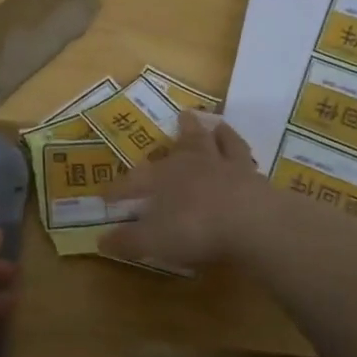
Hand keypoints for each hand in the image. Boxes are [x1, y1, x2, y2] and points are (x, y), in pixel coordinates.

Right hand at [101, 112, 266, 269]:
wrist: (252, 223)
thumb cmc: (194, 229)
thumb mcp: (153, 241)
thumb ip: (128, 240)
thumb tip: (101, 241)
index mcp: (163, 178)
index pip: (134, 181)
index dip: (118, 189)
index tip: (106, 195)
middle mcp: (194, 165)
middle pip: (185, 143)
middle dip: (181, 131)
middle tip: (183, 115)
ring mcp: (228, 168)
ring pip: (220, 143)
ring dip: (217, 134)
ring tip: (217, 125)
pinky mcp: (255, 179)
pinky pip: (248, 160)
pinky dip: (244, 155)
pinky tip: (247, 156)